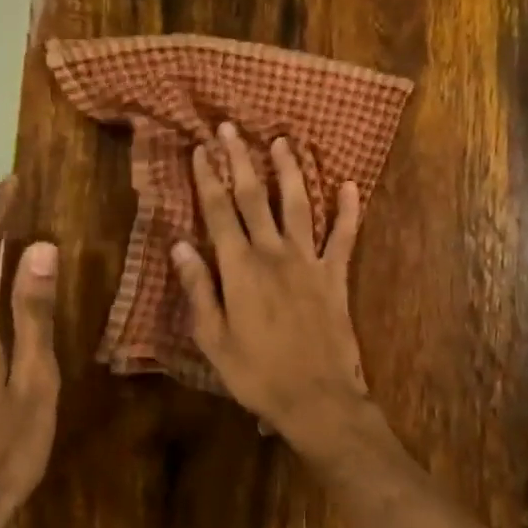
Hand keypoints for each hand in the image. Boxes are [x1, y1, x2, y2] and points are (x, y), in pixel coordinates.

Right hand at [171, 123, 371, 446]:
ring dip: (290, 172)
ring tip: (284, 142)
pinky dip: (349, 211)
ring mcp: (310, 262)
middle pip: (256, 198)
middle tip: (232, 129)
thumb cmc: (256, 374)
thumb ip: (198, 289)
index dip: (209, 179)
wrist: (316, 399)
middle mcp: (275, 254)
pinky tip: (349, 185)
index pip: (219, 212)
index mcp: (240, 269)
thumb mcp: (213, 338)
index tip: (201, 149)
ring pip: (299, 205)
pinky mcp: (336, 277)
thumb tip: (178, 245)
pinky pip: (345, 237)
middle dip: (242, 161)